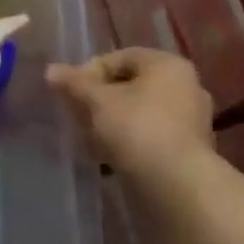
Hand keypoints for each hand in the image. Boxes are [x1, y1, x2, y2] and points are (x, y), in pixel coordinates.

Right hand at [46, 49, 213, 181]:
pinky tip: (107, 158)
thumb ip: (74, 83)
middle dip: (100, 100)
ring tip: (88, 140)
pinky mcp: (189, 150)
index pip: (121, 57)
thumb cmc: (137, 128)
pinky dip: (129, 141)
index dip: (90, 71)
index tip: (71, 92)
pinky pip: (151, 135)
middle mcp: (186, 86)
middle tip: (78, 115)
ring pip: (140, 113)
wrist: (176, 185)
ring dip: (113, 122)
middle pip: (131, 86)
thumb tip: (51, 69)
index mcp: (168, 65)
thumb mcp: (98, 101)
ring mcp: (191, 120)